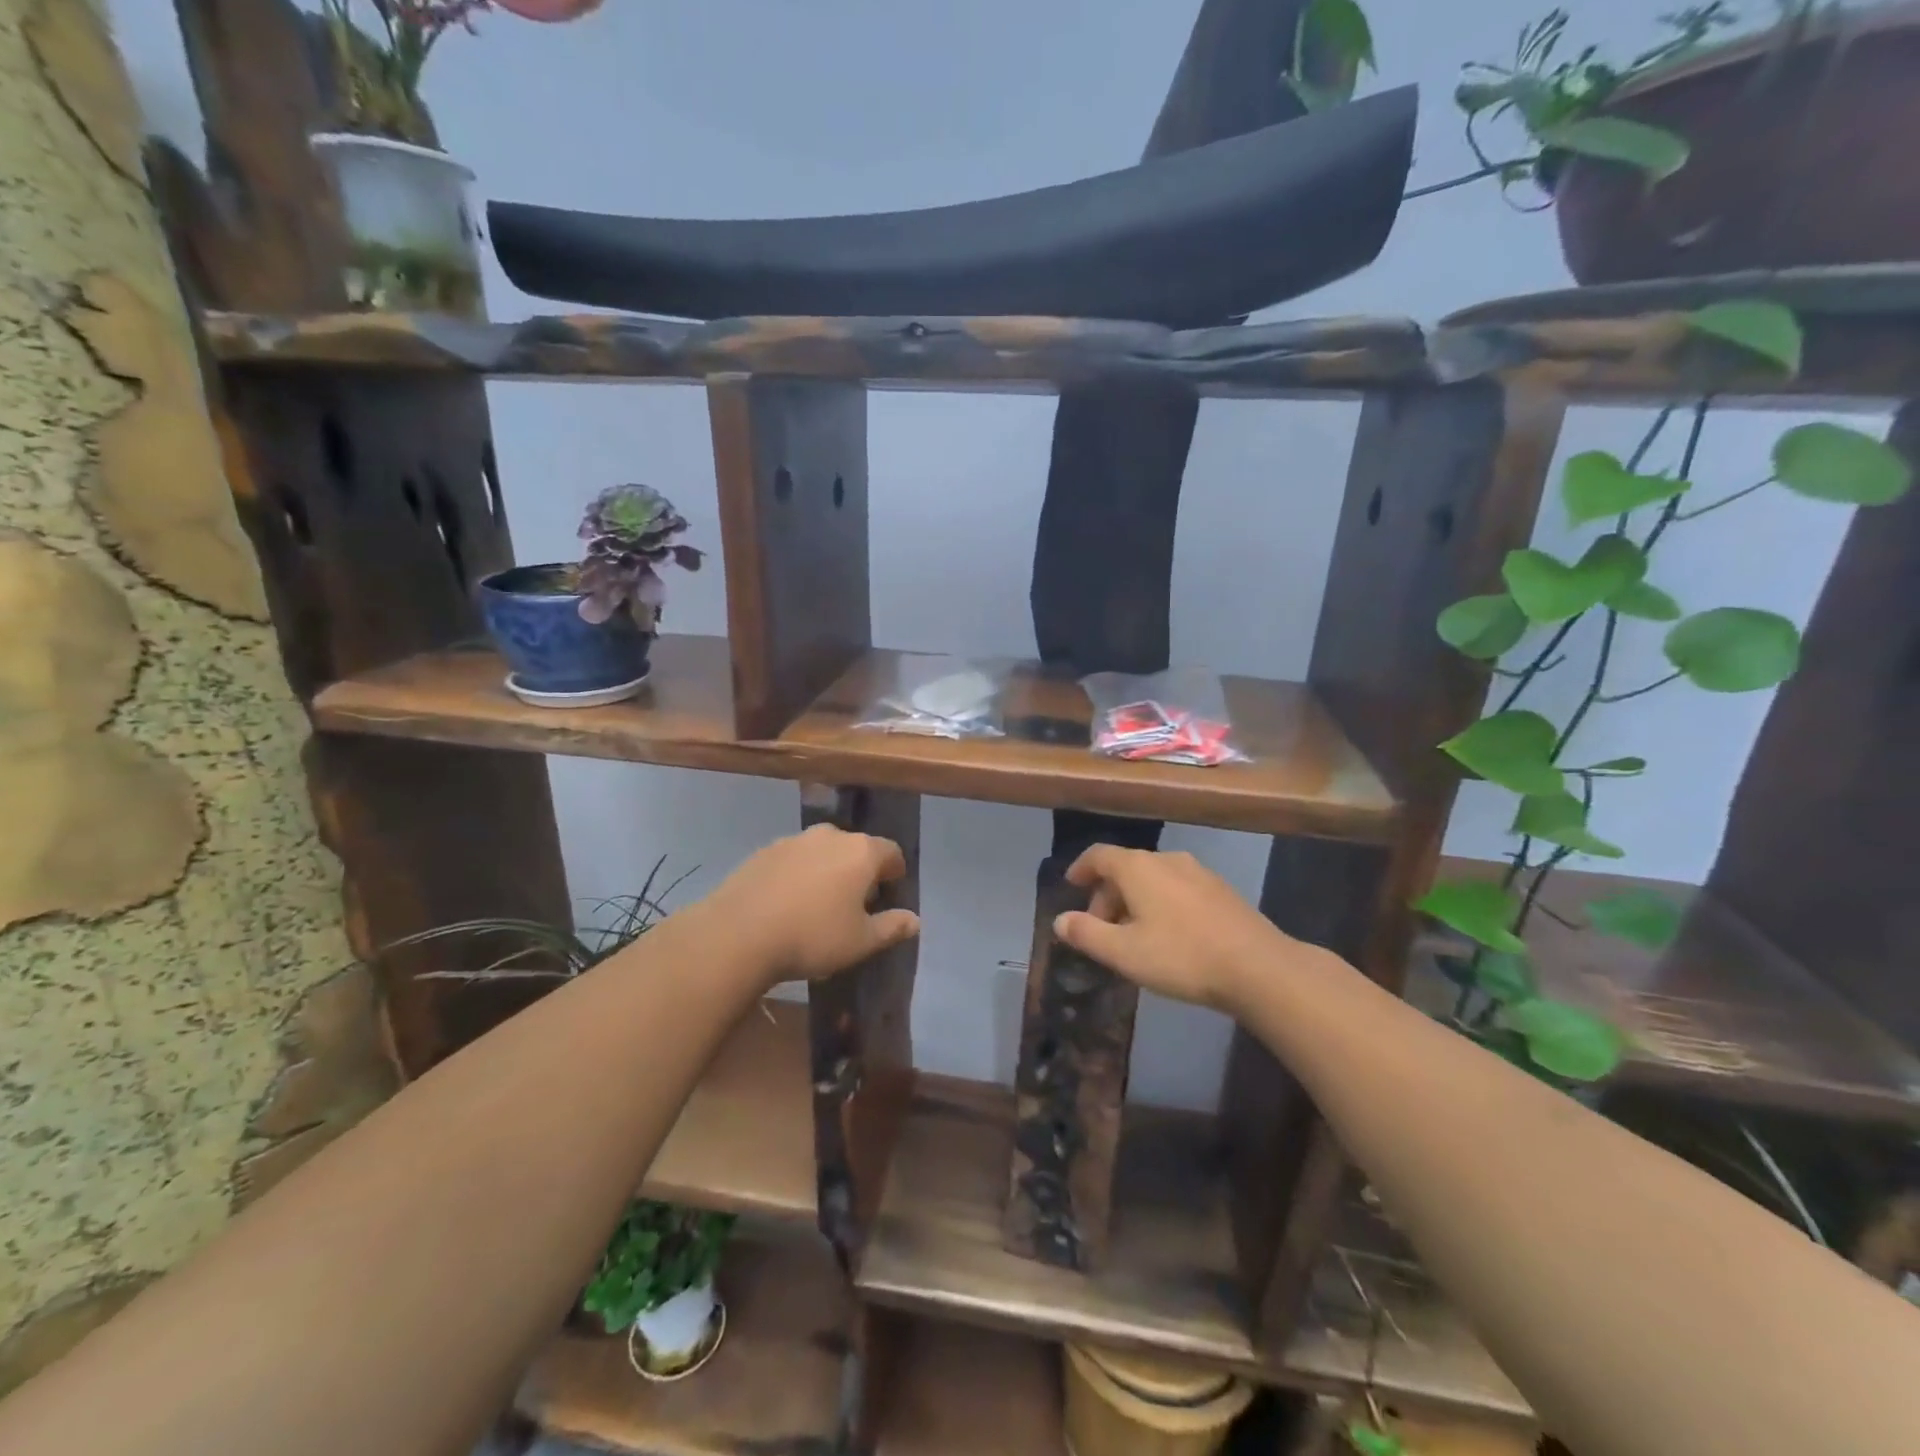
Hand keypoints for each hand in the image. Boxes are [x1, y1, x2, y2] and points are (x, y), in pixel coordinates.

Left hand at [696, 824, 919, 984]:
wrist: (738, 933)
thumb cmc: (812, 936)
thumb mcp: (861, 942)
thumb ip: (891, 927)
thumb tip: (914, 920)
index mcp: (861, 851)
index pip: (891, 853)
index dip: (895, 874)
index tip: (889, 895)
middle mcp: (830, 836)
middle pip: (856, 848)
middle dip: (860, 871)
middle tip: (855, 904)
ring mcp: (793, 840)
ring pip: (822, 852)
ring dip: (827, 871)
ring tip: (818, 905)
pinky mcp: (763, 851)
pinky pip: (793, 860)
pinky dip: (798, 875)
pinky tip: (787, 904)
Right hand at [1053, 846, 1297, 1013]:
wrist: (1259, 967)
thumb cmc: (1182, 956)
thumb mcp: (1124, 952)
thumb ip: (1087, 933)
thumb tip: (1060, 920)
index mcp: (1138, 867)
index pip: (1099, 855)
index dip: (1081, 868)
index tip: (1071, 885)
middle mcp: (1167, 859)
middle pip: (1126, 867)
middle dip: (1107, 895)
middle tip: (1100, 929)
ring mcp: (1198, 872)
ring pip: (1153, 879)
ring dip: (1134, 901)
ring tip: (1132, 936)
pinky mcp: (1221, 890)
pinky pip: (1177, 888)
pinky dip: (1160, 904)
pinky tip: (1168, 936)